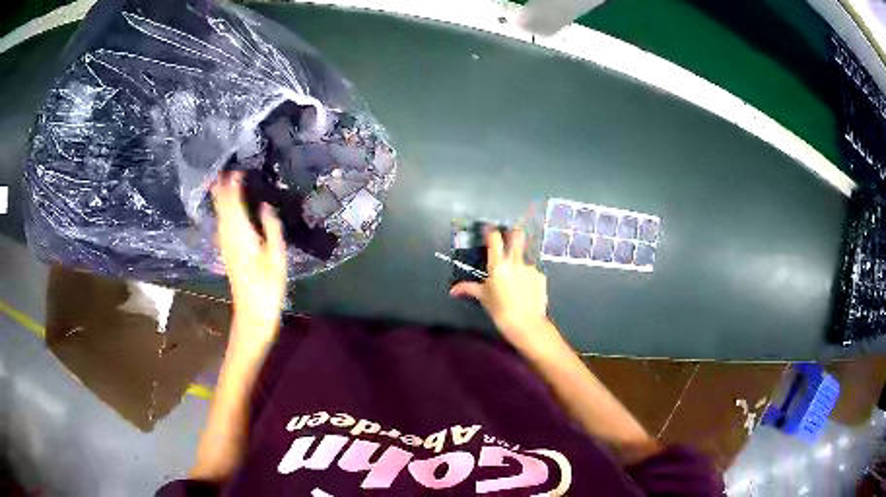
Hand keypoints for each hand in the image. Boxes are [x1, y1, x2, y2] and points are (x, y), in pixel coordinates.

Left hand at [212, 172, 287, 356]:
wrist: (253, 314)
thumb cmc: (268, 287)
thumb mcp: (277, 258)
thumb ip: (271, 229)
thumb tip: (266, 206)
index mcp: (242, 235)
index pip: (234, 204)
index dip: (234, 187)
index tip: (236, 170)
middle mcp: (229, 237)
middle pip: (223, 208)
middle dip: (222, 190)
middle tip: (222, 171)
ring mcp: (226, 246)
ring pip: (220, 217)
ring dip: (219, 200)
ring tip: (219, 184)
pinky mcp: (227, 253)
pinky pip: (221, 226)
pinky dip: (221, 214)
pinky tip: (222, 212)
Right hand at [449, 227, 557, 350]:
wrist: (526, 323)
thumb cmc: (500, 310)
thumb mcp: (483, 298)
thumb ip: (468, 289)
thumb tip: (453, 290)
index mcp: (498, 265)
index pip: (495, 239)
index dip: (492, 232)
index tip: (490, 229)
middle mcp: (515, 262)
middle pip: (517, 237)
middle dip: (515, 231)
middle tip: (514, 229)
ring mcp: (530, 268)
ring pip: (524, 259)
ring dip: (520, 264)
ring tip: (518, 281)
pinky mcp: (541, 276)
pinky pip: (532, 273)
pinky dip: (529, 278)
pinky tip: (527, 290)